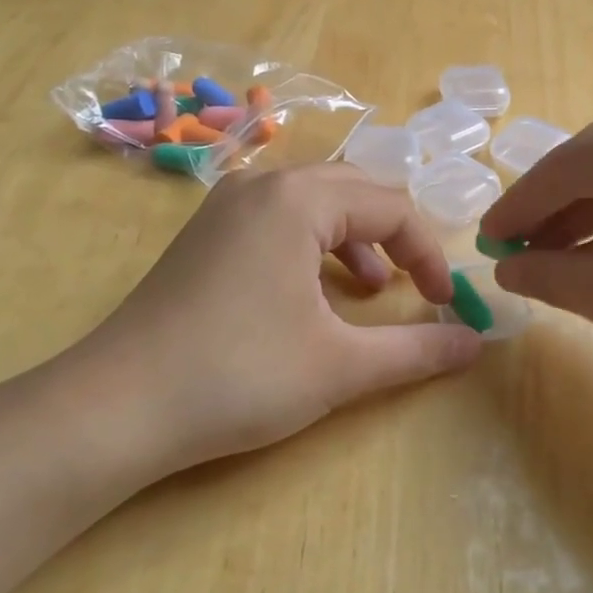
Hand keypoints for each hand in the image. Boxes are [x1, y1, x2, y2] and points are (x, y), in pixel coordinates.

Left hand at [34, 164, 481, 486]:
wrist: (117, 407)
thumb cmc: (238, 377)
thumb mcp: (340, 366)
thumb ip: (416, 350)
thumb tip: (475, 344)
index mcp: (299, 199)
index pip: (392, 207)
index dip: (429, 254)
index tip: (445, 304)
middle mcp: (262, 185)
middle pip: (355, 190)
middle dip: (395, 236)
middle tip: (416, 284)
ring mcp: (226, 206)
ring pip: (315, 202)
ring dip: (355, 238)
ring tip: (370, 290)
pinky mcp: (206, 234)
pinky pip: (279, 219)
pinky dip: (313, 245)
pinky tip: (314, 293)